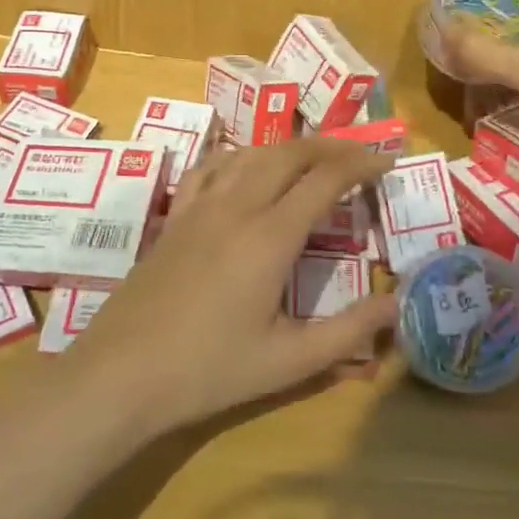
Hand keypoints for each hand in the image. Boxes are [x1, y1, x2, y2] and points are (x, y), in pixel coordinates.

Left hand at [64, 138, 397, 439]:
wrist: (122, 373)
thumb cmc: (209, 370)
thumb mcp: (289, 362)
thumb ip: (349, 333)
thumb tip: (396, 304)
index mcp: (270, 237)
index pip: (325, 180)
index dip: (360, 164)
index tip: (387, 161)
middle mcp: (236, 207)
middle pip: (289, 154)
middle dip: (329, 146)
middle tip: (358, 154)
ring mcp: (200, 207)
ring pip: (250, 154)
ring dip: (288, 147)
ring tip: (312, 157)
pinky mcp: (175, 217)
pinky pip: (210, 168)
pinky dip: (239, 156)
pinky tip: (245, 167)